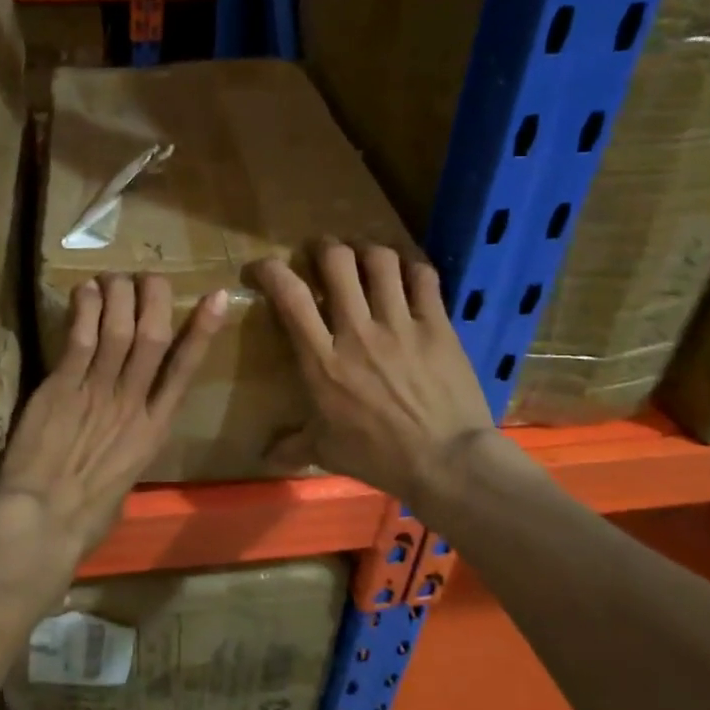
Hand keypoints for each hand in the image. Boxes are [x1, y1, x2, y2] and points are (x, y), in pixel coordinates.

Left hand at [0, 274, 228, 560]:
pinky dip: (86, 311)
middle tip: (149, 277)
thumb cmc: (88, 513)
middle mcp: (133, 403)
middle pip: (153, 337)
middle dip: (155, 299)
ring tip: (115, 277)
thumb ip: (130, 449)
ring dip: (119, 296)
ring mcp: (98, 393)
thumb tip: (126, 438)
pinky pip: (80, 340)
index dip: (202, 330)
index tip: (214, 297)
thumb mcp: (125, 481)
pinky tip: (85, 291)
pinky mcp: (63, 388)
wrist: (46, 521)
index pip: (185, 369)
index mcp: (155, 429)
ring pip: (119, 330)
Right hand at [254, 243, 503, 508]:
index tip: (262, 267)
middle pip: (337, 262)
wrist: (447, 462)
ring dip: (367, 250)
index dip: (271, 271)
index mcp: (322, 360)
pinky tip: (406, 271)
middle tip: (322, 252)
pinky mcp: (437, 326)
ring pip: (380, 261)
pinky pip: (423, 278)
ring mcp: (400, 325)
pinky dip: (411, 266)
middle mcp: (358, 332)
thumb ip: (293, 446)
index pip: (291, 297)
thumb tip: (264, 456)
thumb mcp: (326, 452)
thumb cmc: (379, 457)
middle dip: (324, 247)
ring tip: (363, 255)